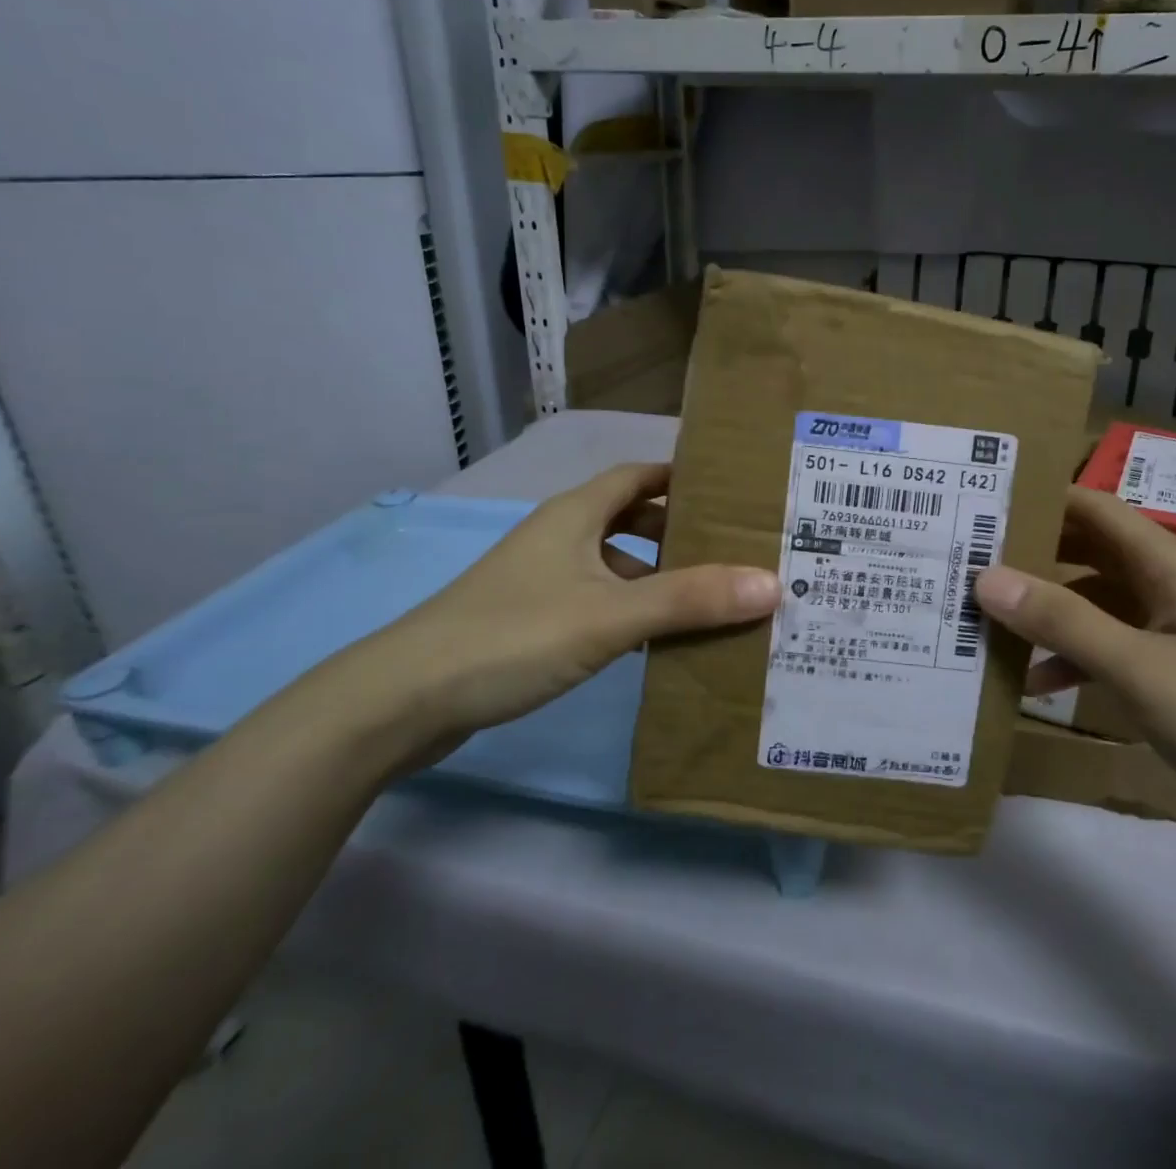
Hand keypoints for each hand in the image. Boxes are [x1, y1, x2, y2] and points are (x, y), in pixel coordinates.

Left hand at [356, 464, 778, 748]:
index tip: (731, 491)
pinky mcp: (528, 619)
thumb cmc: (512, 636)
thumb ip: (690, 600)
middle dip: (678, 530)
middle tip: (733, 548)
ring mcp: (540, 578)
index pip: (639, 475)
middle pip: (629, 518)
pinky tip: (654, 640)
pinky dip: (629, 609)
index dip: (682, 477)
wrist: (403, 700)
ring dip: (655, 574)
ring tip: (707, 597)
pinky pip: (595, 599)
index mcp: (576, 514)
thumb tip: (772, 583)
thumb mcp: (611, 616)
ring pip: (612, 563)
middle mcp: (559, 536)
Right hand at [975, 488, 1175, 865]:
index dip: (1037, 500)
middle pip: (1088, 553)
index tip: (976, 507)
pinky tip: (1037, 686)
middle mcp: (1171, 585)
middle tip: (964, 566)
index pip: (1091, 507)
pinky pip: (1114, 649)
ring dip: (1047, 614)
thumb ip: (1063, 621)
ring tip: (984, 626)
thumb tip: (986, 576)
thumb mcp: (1140, 669)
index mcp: (1169, 564)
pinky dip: (1075, 659)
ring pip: (1097, 604)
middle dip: (1030, 558)